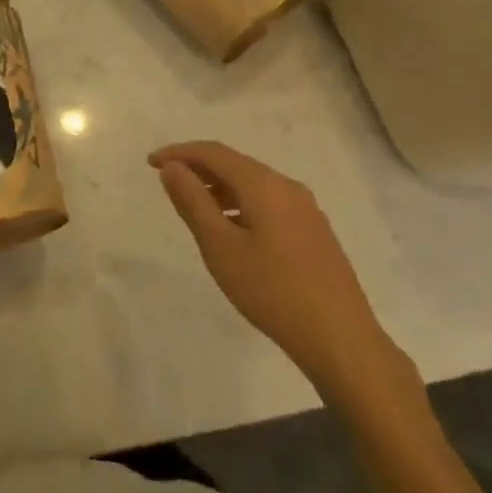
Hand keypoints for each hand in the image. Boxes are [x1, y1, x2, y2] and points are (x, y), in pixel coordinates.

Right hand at [149, 141, 407, 403]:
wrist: (341, 340)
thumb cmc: (272, 292)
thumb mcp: (220, 247)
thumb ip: (193, 202)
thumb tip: (172, 167)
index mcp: (264, 185)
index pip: (214, 152)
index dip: (179, 153)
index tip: (150, 163)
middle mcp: (287, 187)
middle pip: (235, 164)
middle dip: (198, 167)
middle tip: (167, 181)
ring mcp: (306, 209)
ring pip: (252, 184)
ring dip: (219, 187)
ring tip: (193, 207)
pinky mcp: (314, 231)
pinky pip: (268, 202)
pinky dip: (240, 203)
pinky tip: (231, 229)